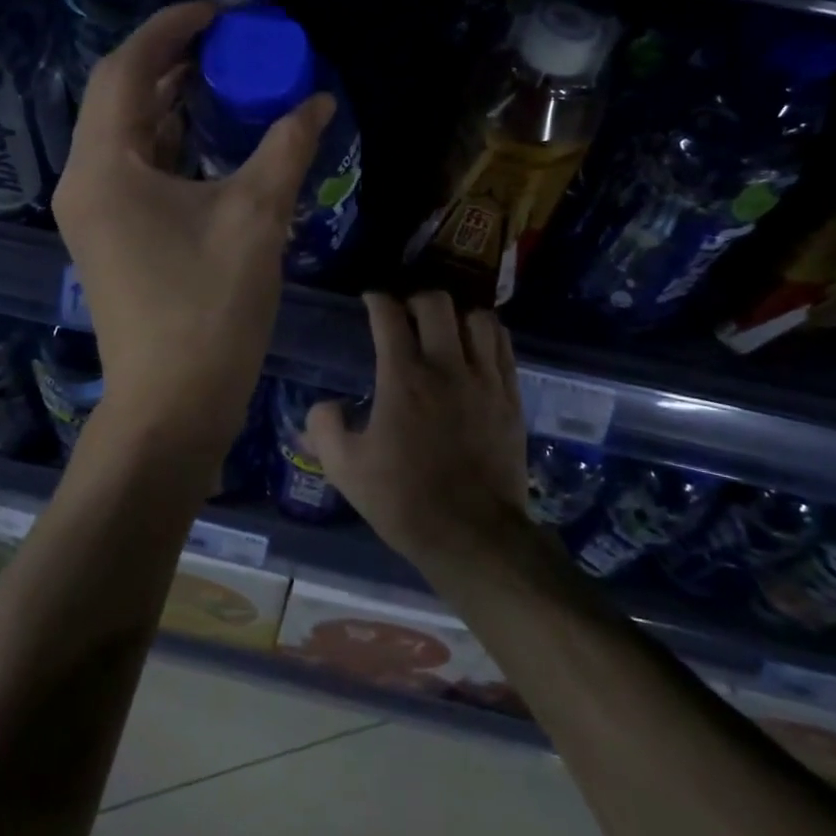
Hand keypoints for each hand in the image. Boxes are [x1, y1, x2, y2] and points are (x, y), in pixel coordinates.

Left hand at [54, 1, 334, 456]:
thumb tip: (318, 102)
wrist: (173, 404)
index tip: (219, 12)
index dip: (170, 30)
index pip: (126, 69)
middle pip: (122, 96)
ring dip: (172, 101)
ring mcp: (95, 211)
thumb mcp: (256, 218)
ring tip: (225, 77)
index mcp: (105, 166)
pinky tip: (212, 137)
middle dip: (172, 60)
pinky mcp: (112, 235)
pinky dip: (172, 142)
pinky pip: (136, 167)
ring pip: (128, 133)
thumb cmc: (210, 308)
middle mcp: (86, 180)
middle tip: (228, 42)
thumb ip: (286, 148)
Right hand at [304, 292, 527, 567]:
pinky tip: (475, 347)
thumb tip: (324, 406)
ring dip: (456, 316)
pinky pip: (503, 346)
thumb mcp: (345, 469)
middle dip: (415, 300)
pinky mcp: (511, 397)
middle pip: (436, 303)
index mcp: (403, 378)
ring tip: (444, 331)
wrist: (472, 535)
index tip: (370, 301)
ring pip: (477, 318)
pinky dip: (487, 335)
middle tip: (405, 316)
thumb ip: (324, 428)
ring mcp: (485, 380)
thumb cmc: (404, 500)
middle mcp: (446, 367)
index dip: (376, 300)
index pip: (389, 315)